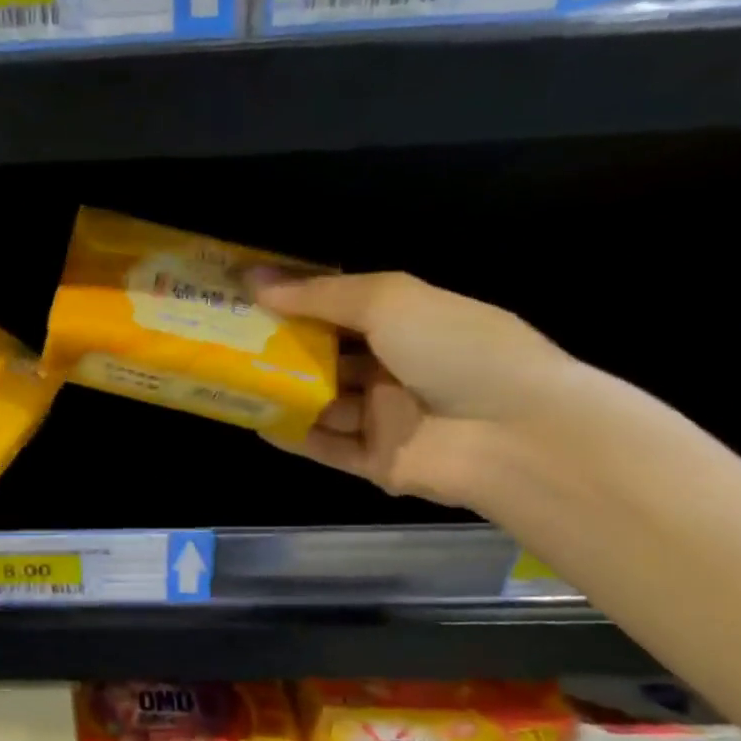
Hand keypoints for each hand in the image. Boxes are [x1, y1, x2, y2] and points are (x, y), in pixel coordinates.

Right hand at [253, 270, 572, 507]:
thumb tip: (254, 279)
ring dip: (283, 392)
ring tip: (230, 381)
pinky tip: (256, 422)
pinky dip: (295, 436)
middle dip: (281, 349)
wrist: (514, 434)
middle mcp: (395, 368)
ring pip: (323, 403)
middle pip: (327, 357)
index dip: (296, 302)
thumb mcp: (388, 301)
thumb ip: (319, 294)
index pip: (340, 309)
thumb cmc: (455, 349)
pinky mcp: (379, 461)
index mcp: (407, 322)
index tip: (247, 297)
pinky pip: (327, 447)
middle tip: (226, 340)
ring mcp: (387, 417)